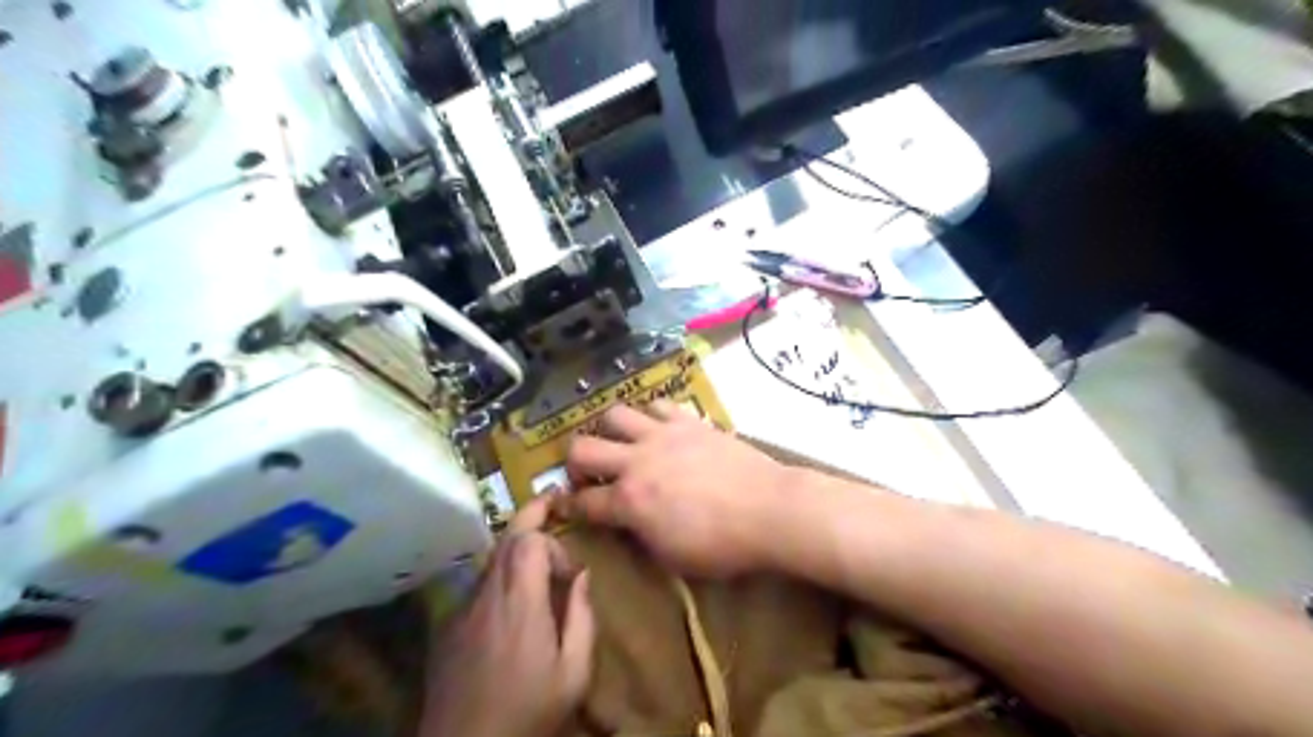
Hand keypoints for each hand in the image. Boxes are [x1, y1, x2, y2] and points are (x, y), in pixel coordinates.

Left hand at [420, 496, 595, 736]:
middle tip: (550, 499)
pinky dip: (499, 576)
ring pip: (491, 559)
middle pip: (506, 538)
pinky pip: (478, 586)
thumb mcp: (573, 673)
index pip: (528, 540)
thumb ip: (582, 618)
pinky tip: (511, 601)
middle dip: (530, 516)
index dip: (551, 543)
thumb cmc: (528, 713)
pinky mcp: (448, 627)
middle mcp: (487, 595)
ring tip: (537, 553)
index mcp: (520, 602)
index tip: (569, 572)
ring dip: (516, 548)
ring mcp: (462, 610)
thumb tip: (581, 576)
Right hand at [557, 399, 787, 577]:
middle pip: (582, 449)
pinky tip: (658, 428)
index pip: (583, 503)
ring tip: (621, 443)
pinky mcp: (688, 421)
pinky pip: (657, 405)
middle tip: (588, 474)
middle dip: (575, 463)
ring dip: (609, 430)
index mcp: (630, 502)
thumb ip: (640, 534)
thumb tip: (628, 520)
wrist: (769, 508)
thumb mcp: (672, 557)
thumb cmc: (722, 545)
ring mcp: (662, 435)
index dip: (568, 507)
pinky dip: (650, 415)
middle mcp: (636, 462)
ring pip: (614, 414)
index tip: (565, 506)